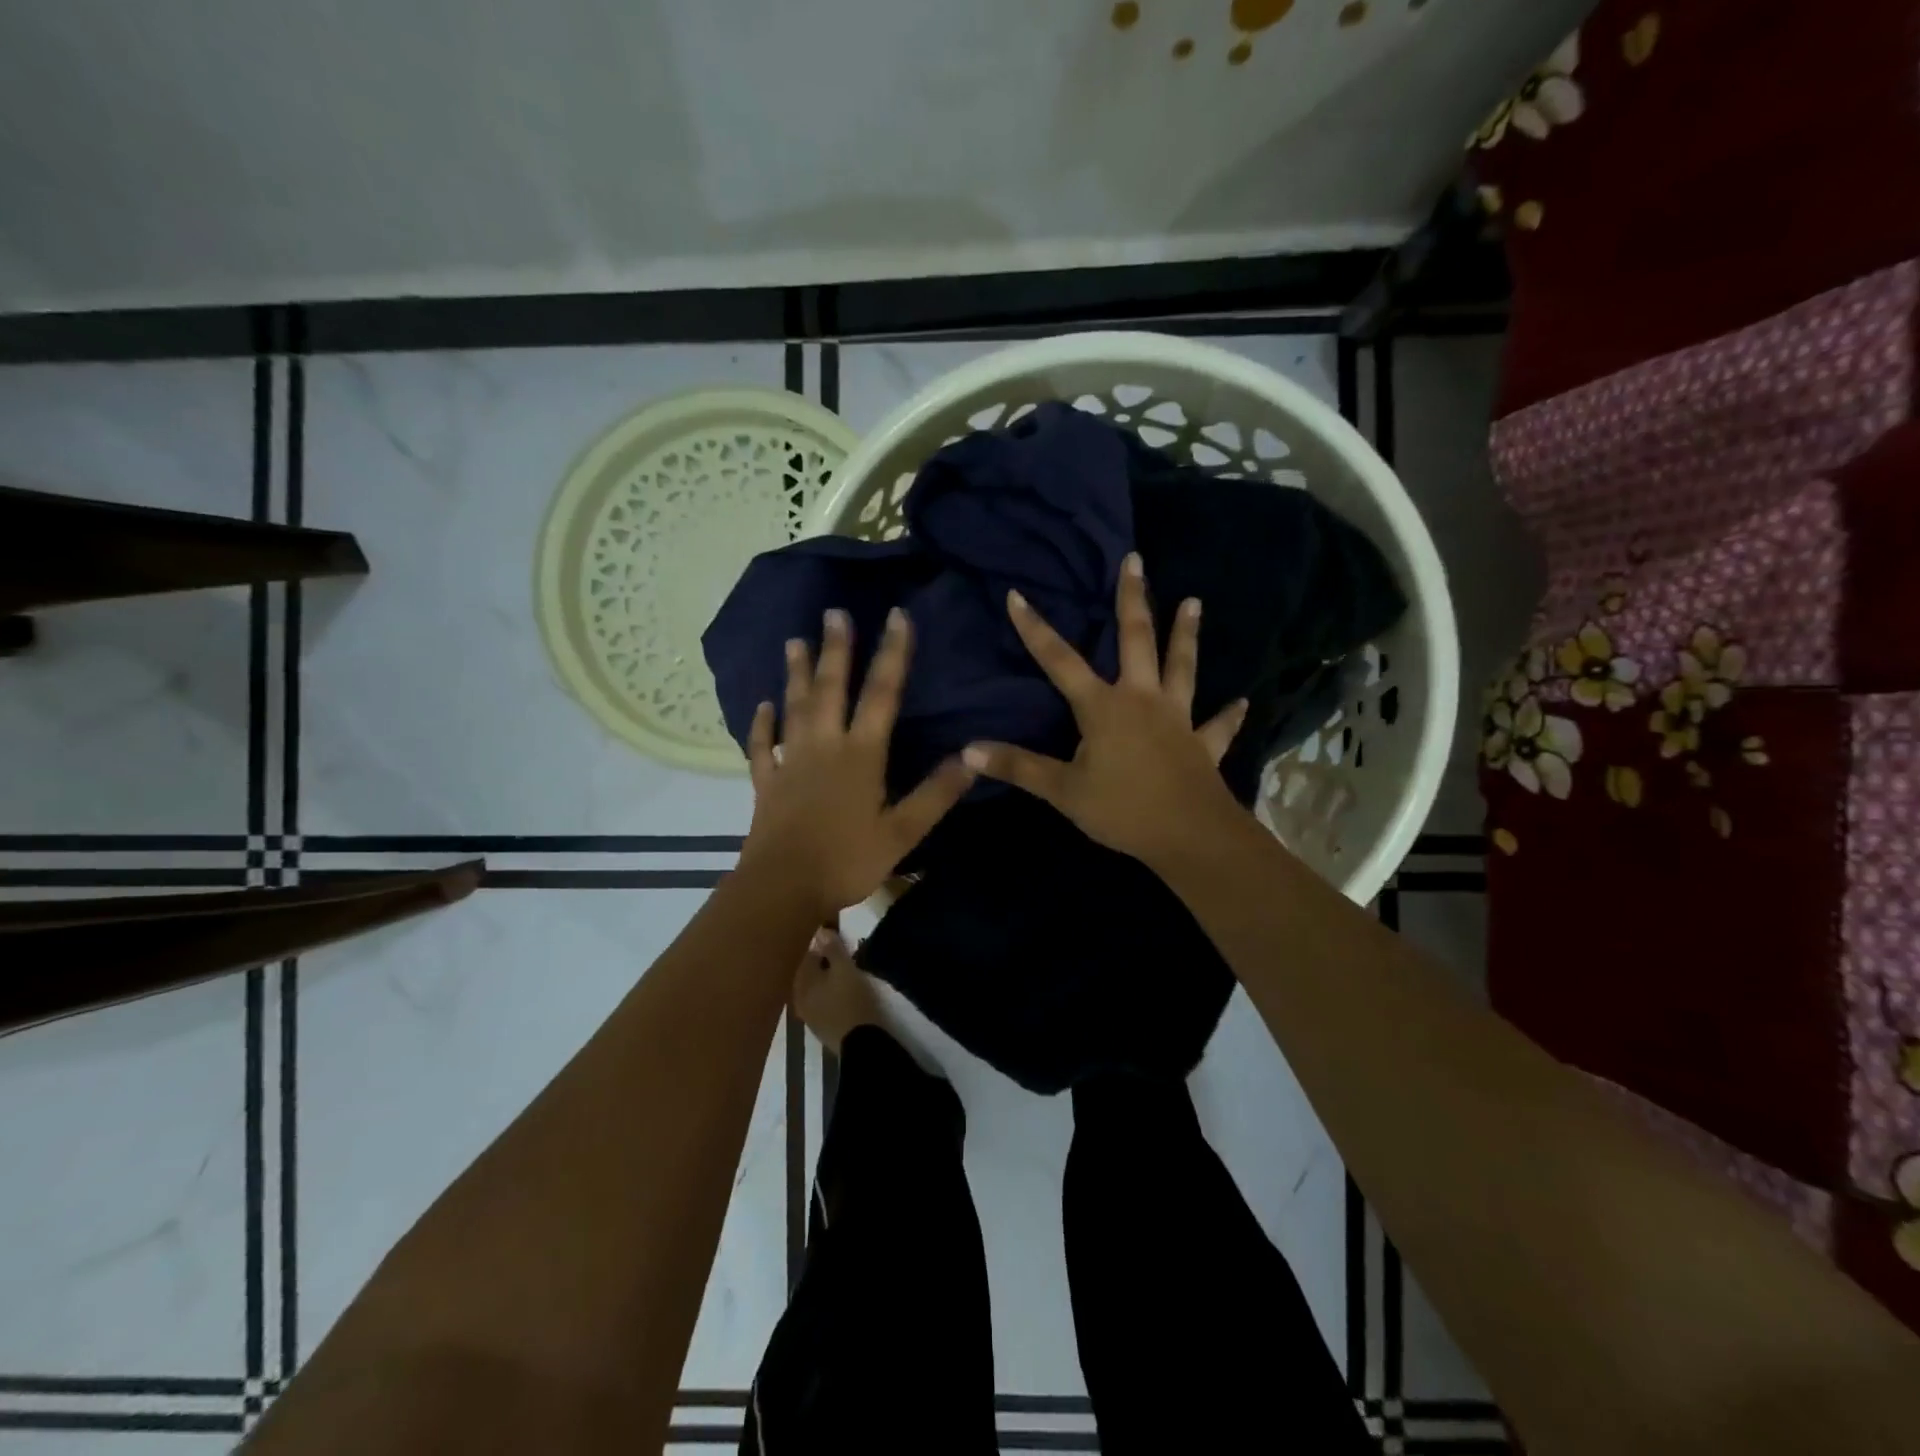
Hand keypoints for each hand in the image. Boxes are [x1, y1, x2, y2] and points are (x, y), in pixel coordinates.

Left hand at [740, 606, 975, 916]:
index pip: (882, 694)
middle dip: (836, 649)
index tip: (897, 616)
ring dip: (795, 673)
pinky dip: (760, 724)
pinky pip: (761, 746)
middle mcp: (824, 746)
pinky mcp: (766, 782)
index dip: (892, 653)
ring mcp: (790, 761)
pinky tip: (761, 706)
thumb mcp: (904, 832)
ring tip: (794, 641)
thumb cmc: (847, 859)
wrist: (783, 888)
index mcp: (861, 754)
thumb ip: (937, 793)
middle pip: (831, 688)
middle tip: (833, 612)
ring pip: (794, 708)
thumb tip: (973, 756)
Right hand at [962, 552, 1248, 867]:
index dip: (1035, 629)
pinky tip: (1242, 701)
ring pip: (1182, 667)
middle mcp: (1142, 700)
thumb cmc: (1122, 810)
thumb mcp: (1062, 791)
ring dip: (1186, 635)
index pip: (1060, 661)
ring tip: (1194, 602)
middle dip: (1132, 599)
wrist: (1190, 837)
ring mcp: (1178, 718)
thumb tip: (967, 750)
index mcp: (1104, 707)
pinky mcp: (1203, 744)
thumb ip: (1018, 766)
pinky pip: (1218, 725)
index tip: (1018, 594)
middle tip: (1135, 560)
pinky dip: (1228, 714)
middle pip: (1136, 640)